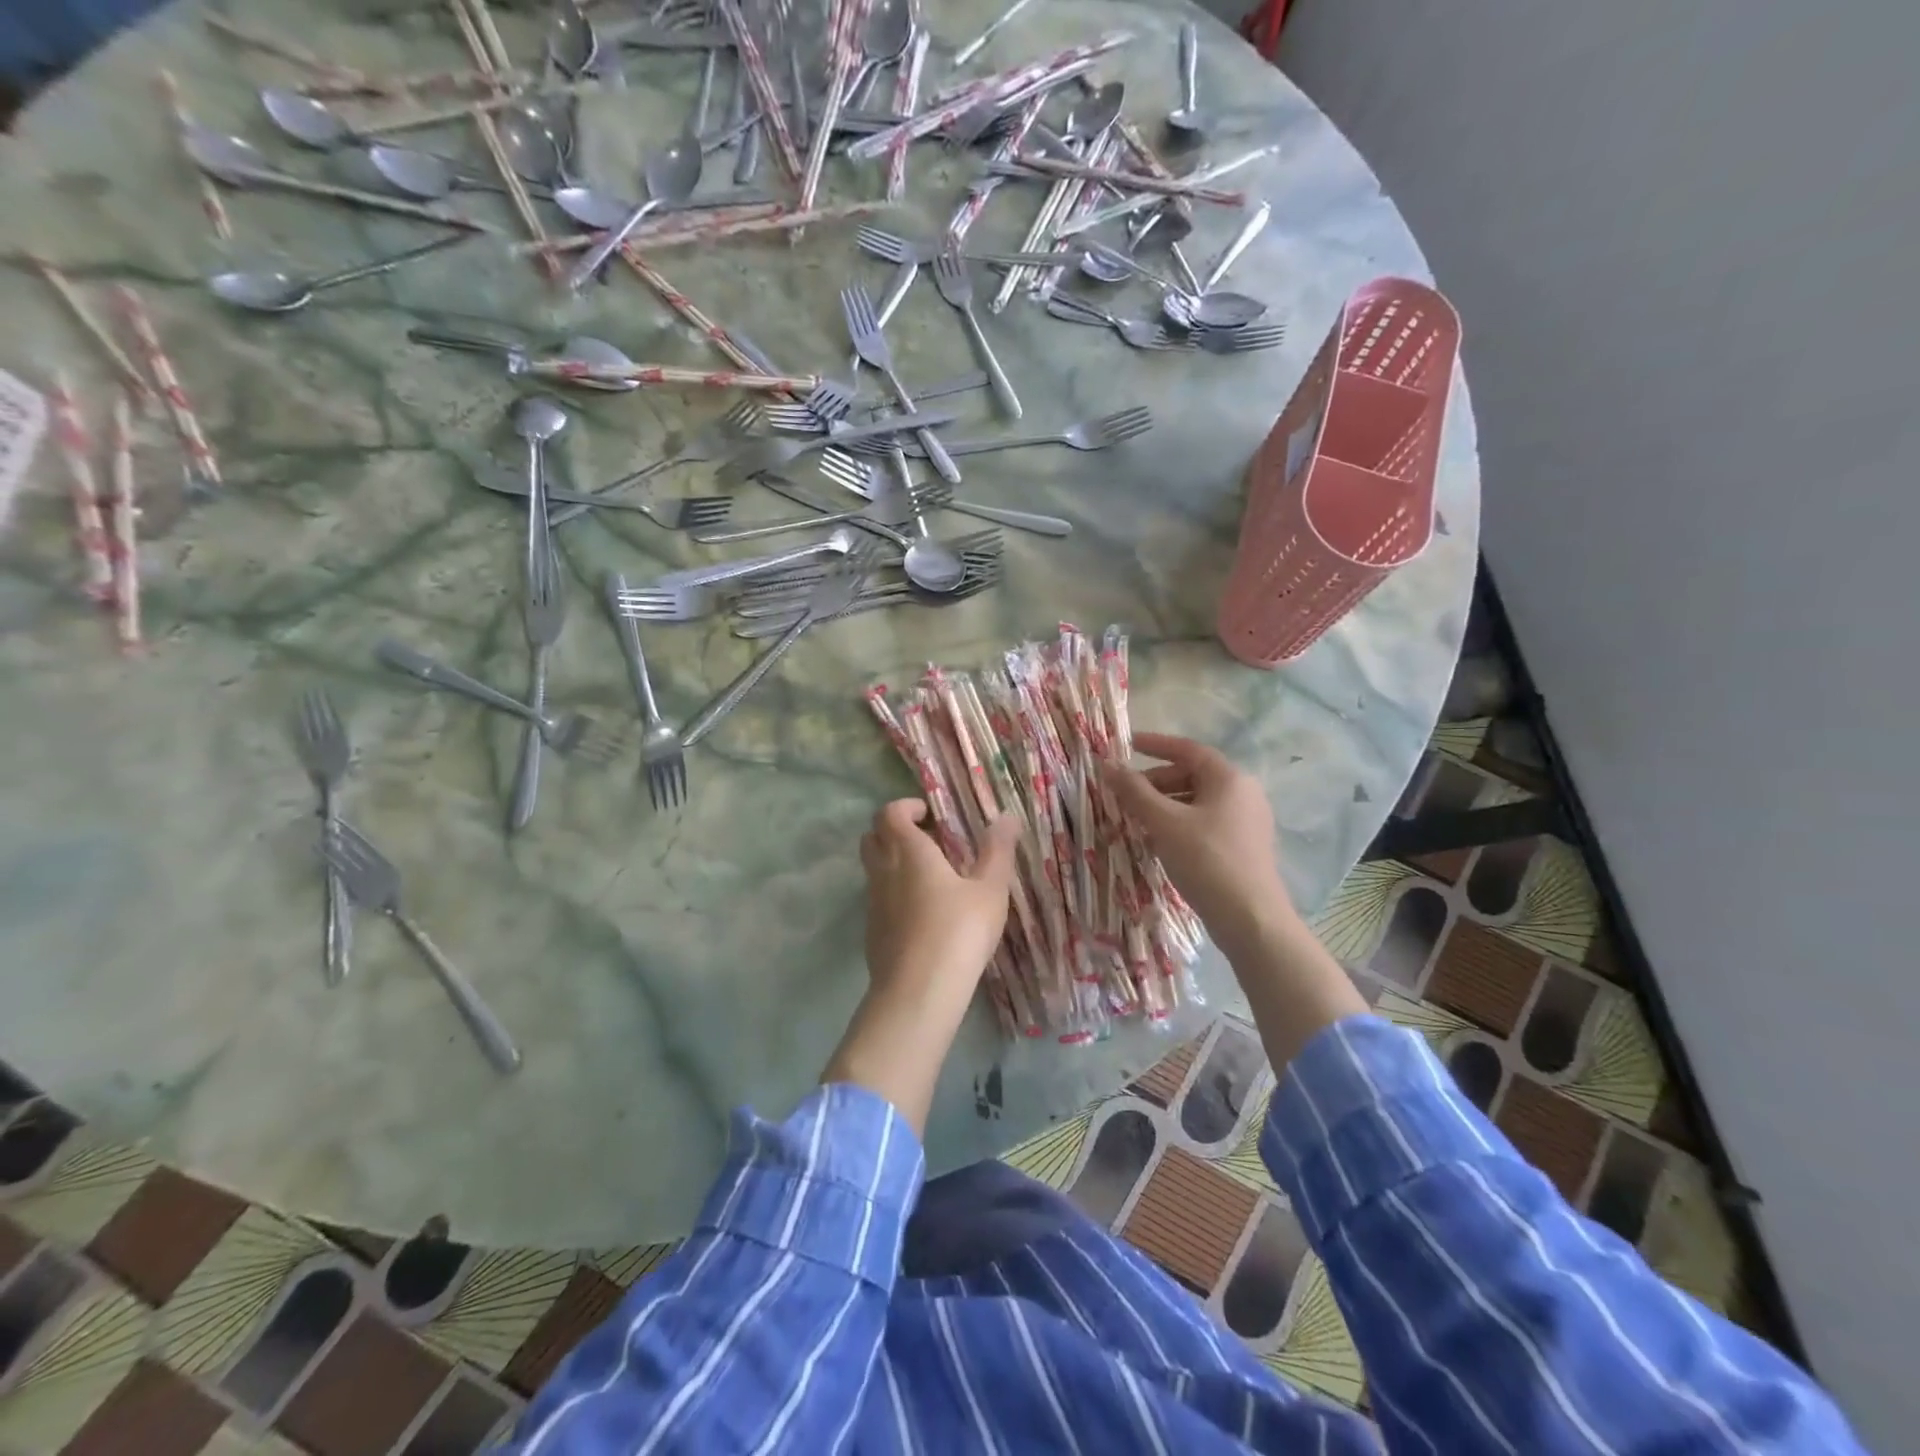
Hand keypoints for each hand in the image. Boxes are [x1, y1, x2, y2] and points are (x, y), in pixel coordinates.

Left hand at [825, 799, 1021, 1133]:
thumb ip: (998, 851)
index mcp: (909, 852)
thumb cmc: (959, 931)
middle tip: (927, 840)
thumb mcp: (990, 889)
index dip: (905, 807)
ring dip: (892, 863)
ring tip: (929, 878)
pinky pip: (877, 899)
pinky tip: (921, 914)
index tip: (930, 814)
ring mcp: (873, 903)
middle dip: (894, 831)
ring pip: (873, 869)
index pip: (889, 813)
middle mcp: (883, 871)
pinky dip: (892, 893)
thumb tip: (1005, 816)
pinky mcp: (872, 932)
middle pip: (872, 837)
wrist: (918, 993)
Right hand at [1104, 733, 1296, 955]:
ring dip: (1165, 804)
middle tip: (1126, 794)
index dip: (1155, 745)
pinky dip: (1180, 823)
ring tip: (1137, 819)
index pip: (1187, 749)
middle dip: (1156, 781)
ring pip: (1197, 801)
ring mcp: (1247, 821)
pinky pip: (1206, 822)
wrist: (1250, 919)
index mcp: (1229, 778)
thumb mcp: (1164, 823)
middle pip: (1192, 775)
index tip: (1127, 745)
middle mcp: (1244, 793)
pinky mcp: (1244, 846)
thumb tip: (1107, 764)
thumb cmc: (1206, 861)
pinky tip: (1160, 840)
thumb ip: (1134, 791)